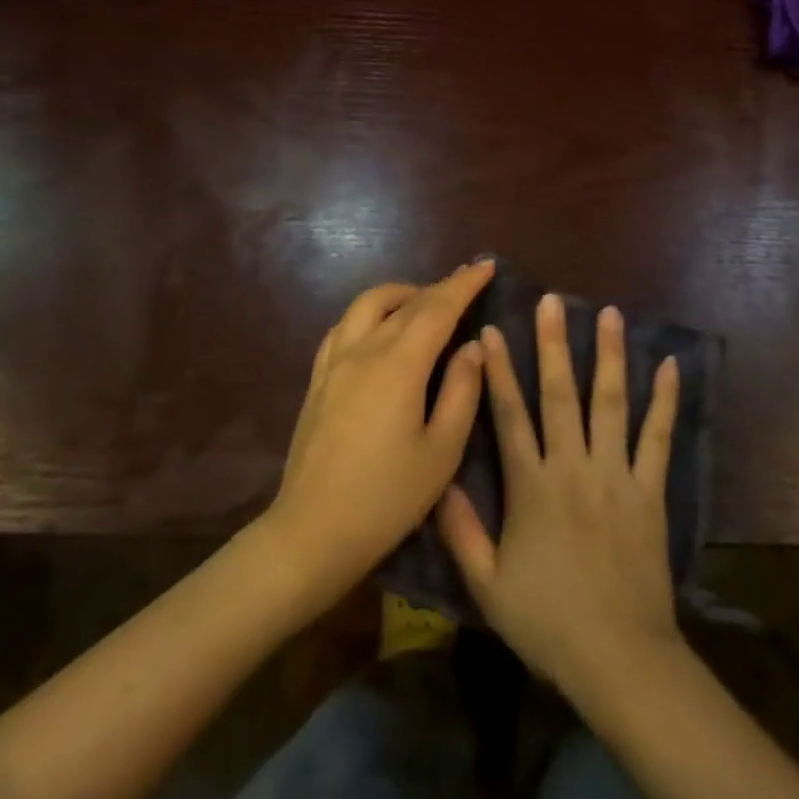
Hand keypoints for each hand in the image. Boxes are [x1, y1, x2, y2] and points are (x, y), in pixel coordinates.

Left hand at [264, 259, 493, 600]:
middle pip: (406, 302)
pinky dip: (370, 314)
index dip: (464, 285)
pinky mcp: (318, 379)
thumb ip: (462, 392)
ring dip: (401, 294)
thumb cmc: (387, 497)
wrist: (312, 531)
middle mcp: (364, 350)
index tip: (486, 266)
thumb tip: (472, 347)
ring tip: (424, 304)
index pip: (438, 308)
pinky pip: (344, 326)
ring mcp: (334, 362)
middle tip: (465, 282)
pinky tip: (379, 330)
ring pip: (368, 304)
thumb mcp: (442, 451)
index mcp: (399, 365)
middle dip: (439, 286)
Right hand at [437, 292, 682, 696]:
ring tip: (611, 314)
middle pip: (559, 394)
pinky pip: (658, 437)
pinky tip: (670, 366)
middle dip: (553, 343)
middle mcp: (571, 466)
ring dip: (610, 356)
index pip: (510, 415)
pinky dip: (664, 401)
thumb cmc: (547, 622)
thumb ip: (461, 532)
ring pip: (610, 403)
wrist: (618, 657)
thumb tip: (440, 481)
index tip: (491, 330)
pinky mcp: (650, 489)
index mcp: (531, 486)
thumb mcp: (487, 586)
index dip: (499, 371)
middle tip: (553, 301)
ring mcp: (615, 473)